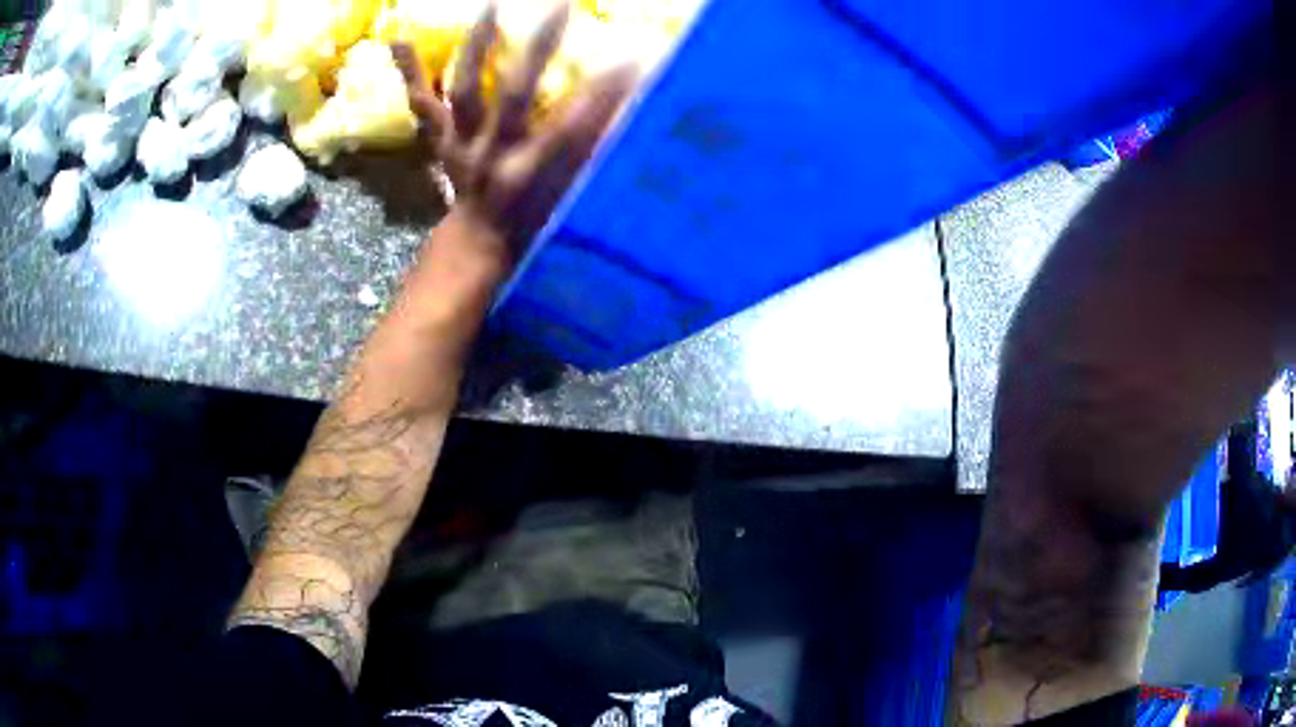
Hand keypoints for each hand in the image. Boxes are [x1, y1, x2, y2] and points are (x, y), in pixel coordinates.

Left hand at [392, 2, 637, 266]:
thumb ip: (593, 156)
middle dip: (539, 48)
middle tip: (559, 5)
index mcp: (532, 174)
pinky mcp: (441, 141)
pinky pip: (423, 105)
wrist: (477, 245)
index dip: (603, 94)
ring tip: (490, 5)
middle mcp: (493, 155)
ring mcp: (461, 145)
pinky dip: (411, 73)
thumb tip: (629, 112)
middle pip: (515, 95)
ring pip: (466, 91)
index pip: (573, 127)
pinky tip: (399, 40)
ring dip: (478, 46)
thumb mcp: (570, 198)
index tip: (633, 59)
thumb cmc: (534, 222)